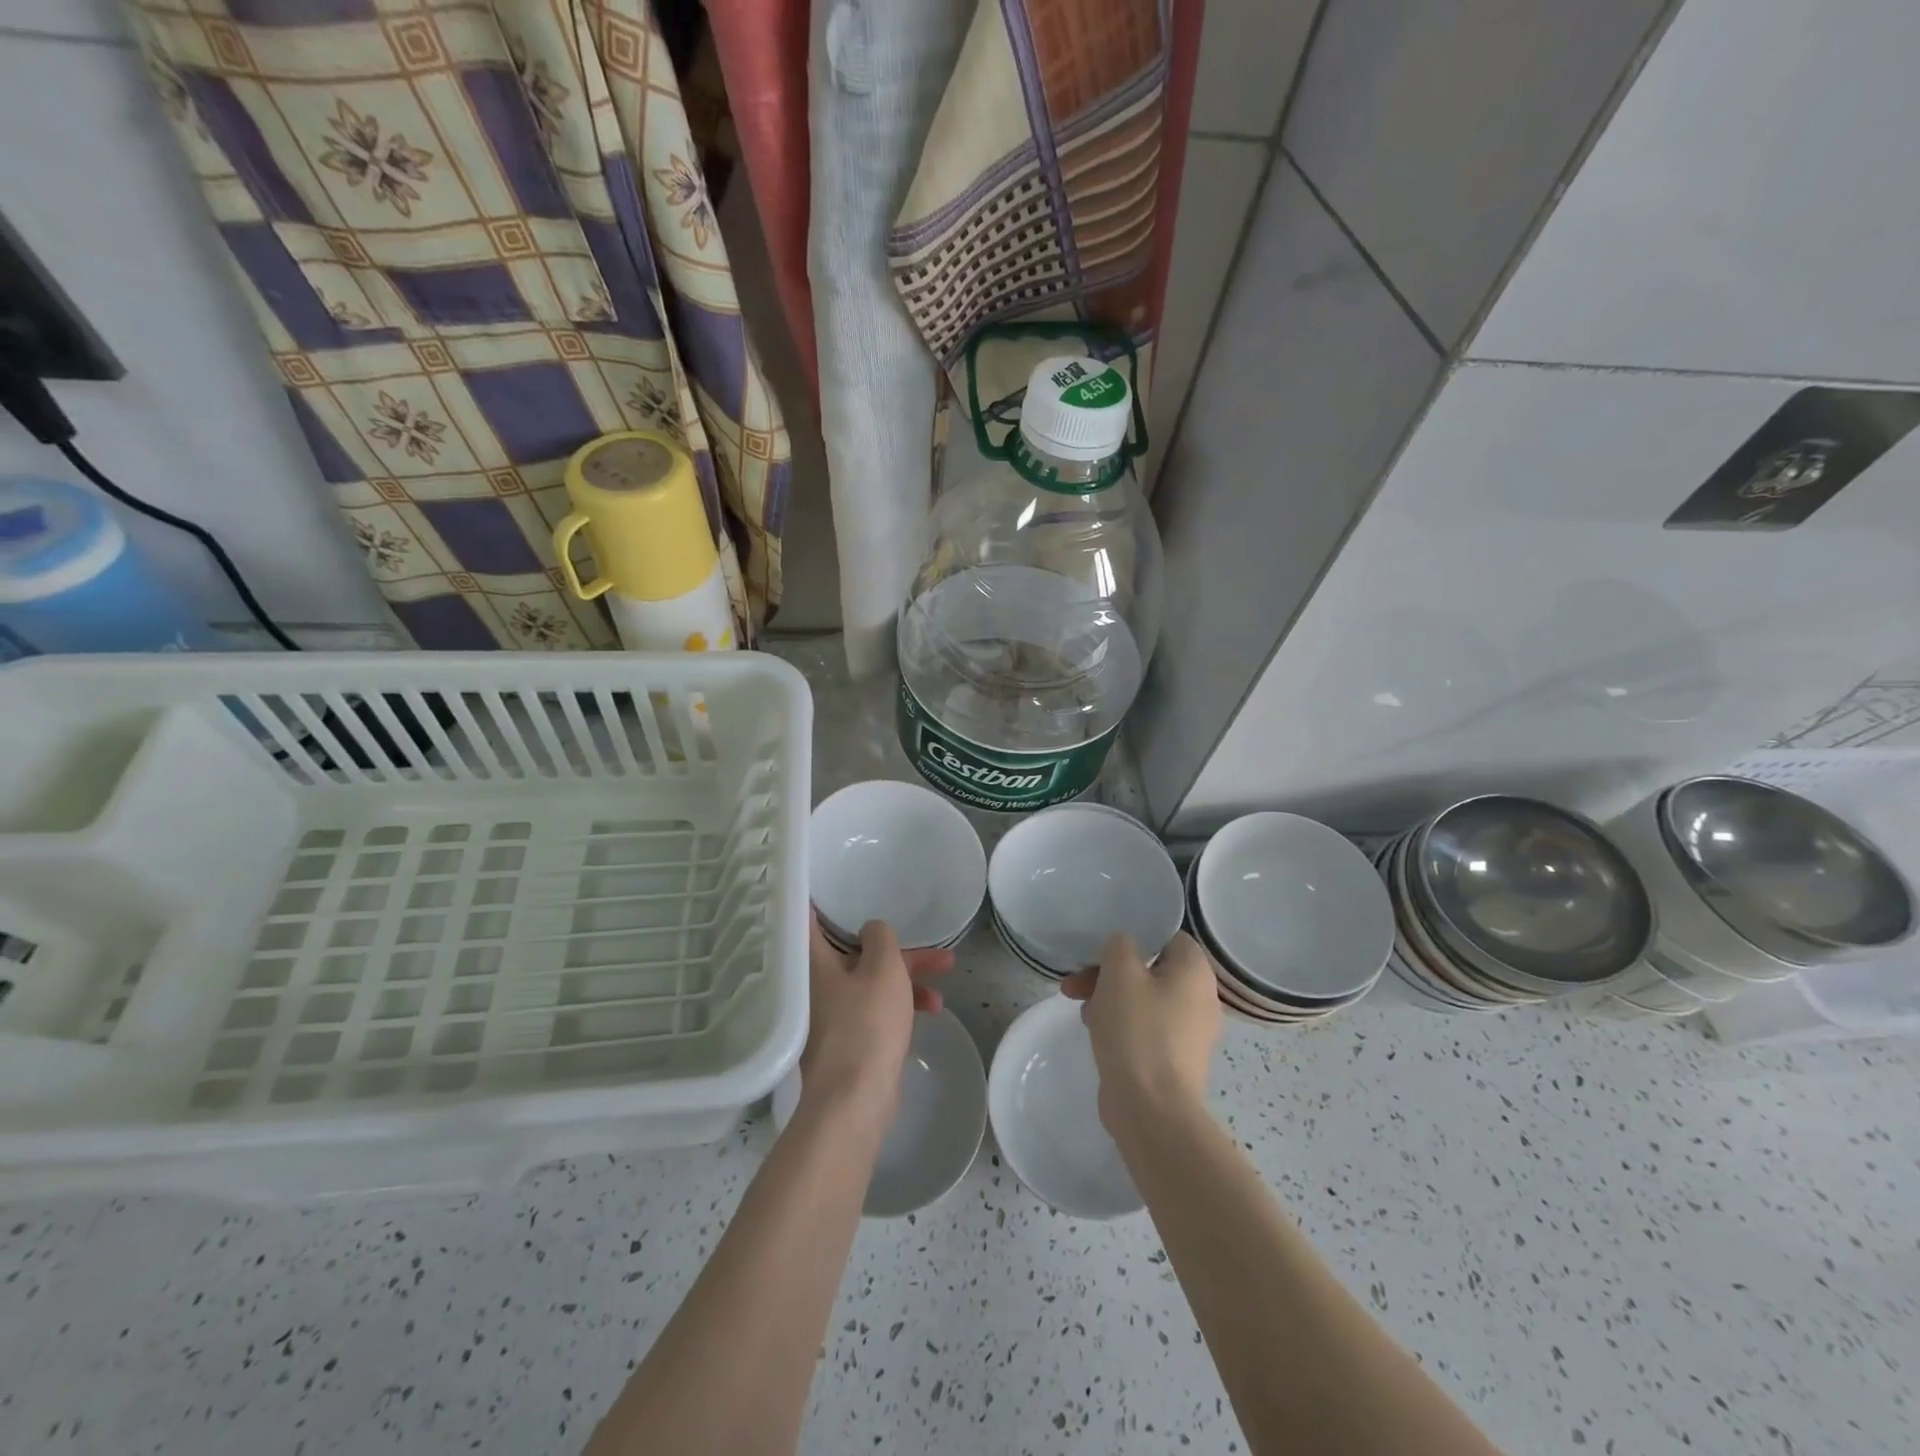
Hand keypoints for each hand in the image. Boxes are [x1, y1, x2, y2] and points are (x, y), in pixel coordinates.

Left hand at [800, 914, 951, 1123]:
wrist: (854, 1100)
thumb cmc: (866, 1024)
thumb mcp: (883, 969)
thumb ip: (881, 938)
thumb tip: (871, 930)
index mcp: (815, 962)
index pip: (809, 920)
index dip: (820, 899)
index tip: (831, 883)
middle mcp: (817, 984)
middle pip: (855, 951)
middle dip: (895, 945)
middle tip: (928, 938)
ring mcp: (832, 1013)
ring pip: (871, 979)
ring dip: (906, 974)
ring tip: (946, 972)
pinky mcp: (848, 1039)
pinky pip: (875, 1007)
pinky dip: (899, 1003)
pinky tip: (932, 1008)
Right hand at [1061, 931, 1218, 1128]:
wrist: (1151, 1108)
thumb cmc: (1137, 1029)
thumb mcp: (1119, 972)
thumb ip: (1120, 945)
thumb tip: (1124, 948)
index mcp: (1195, 971)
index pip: (1167, 937)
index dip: (1133, 938)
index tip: (1102, 950)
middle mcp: (1201, 997)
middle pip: (1150, 969)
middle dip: (1109, 973)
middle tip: (1076, 983)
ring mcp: (1190, 1032)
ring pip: (1144, 999)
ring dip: (1110, 998)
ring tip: (1080, 1009)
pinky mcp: (1175, 1059)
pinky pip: (1146, 1027)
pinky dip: (1122, 1024)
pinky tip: (1096, 1032)